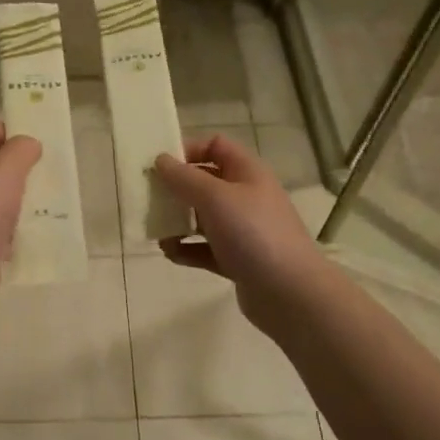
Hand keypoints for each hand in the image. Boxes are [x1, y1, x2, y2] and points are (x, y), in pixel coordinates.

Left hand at [0, 122, 41, 297]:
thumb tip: (29, 146)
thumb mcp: (6, 167)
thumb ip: (22, 148)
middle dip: (18, 167)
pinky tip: (33, 228)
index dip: (8, 132)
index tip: (34, 147)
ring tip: (44, 201)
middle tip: (43, 173)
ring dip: (20, 197)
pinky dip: (15, 224)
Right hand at [153, 133, 325, 324]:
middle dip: (176, 189)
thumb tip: (161, 159)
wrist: (289, 292)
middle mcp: (246, 197)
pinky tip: (171, 253)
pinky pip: (205, 248)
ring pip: (202, 217)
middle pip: (205, 182)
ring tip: (157, 231)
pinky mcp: (237, 259)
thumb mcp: (215, 197)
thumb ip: (184, 178)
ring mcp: (242, 230)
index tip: (160, 165)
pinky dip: (187, 249)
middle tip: (150, 198)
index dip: (188, 150)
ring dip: (178, 222)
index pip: (216, 146)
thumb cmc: (253, 233)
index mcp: (247, 173)